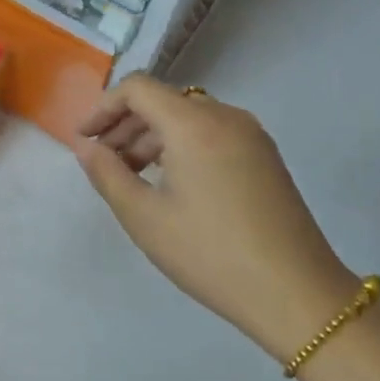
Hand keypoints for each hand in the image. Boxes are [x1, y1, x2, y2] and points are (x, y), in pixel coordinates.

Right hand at [75, 74, 357, 363]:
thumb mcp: (144, 217)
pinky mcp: (265, 157)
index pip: (138, 88)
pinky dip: (181, 148)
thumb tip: (87, 147)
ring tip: (132, 178)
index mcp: (194, 124)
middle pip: (164, 101)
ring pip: (189, 119)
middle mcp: (226, 117)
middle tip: (103, 164)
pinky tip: (170, 185)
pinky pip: (212, 135)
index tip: (84, 140)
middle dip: (126, 126)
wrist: (295, 292)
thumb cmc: (209, 253)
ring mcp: (252, 136)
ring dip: (152, 138)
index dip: (103, 108)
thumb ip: (107, 174)